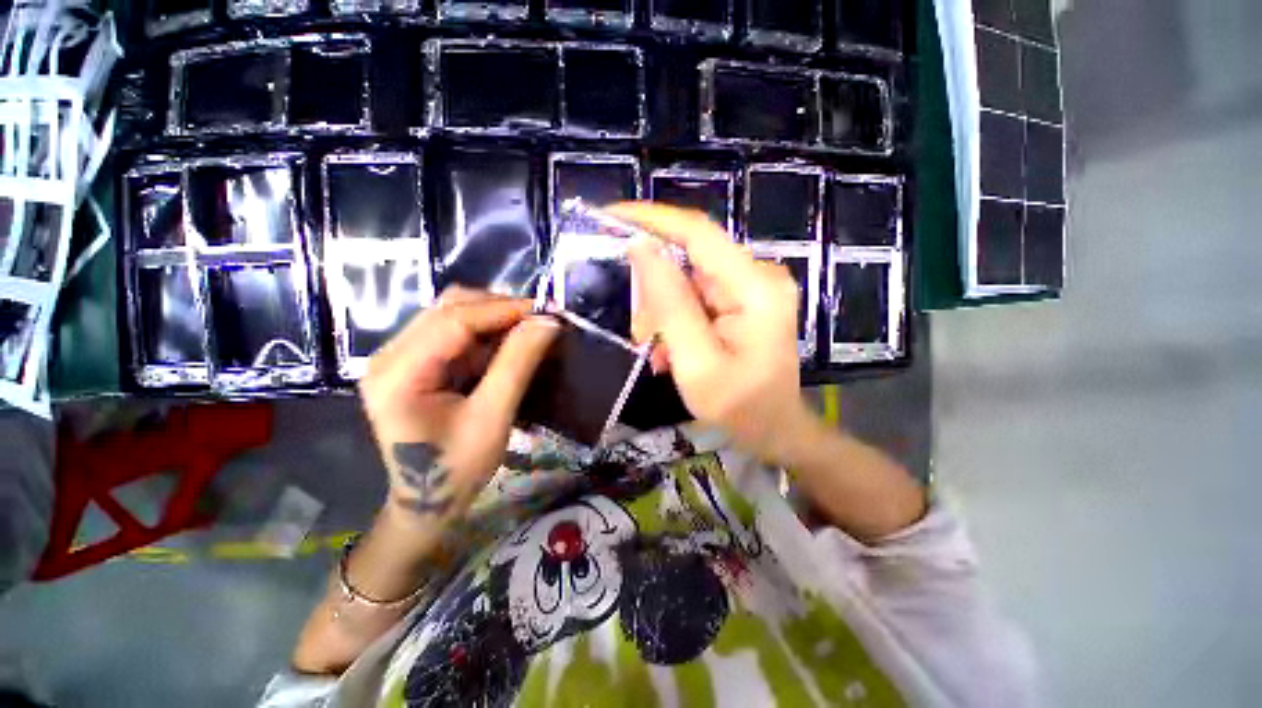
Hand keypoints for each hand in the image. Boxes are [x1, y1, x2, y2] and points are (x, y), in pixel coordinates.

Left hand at [359, 288, 558, 526]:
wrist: (429, 500)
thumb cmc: (457, 468)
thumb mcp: (493, 417)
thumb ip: (518, 365)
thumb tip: (548, 322)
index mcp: (398, 373)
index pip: (453, 321)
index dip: (503, 309)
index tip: (547, 311)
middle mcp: (391, 355)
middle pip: (449, 308)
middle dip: (500, 309)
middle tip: (540, 321)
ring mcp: (401, 357)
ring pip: (453, 314)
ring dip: (495, 318)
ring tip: (529, 331)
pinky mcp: (417, 362)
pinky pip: (456, 332)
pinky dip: (488, 332)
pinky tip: (510, 343)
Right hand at [613, 202, 813, 464]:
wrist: (774, 428)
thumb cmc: (739, 407)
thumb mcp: (696, 363)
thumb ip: (670, 305)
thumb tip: (640, 248)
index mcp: (755, 289)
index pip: (698, 232)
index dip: (652, 219)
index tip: (608, 216)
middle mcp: (758, 276)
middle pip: (688, 260)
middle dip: (654, 292)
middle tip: (640, 334)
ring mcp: (752, 286)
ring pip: (687, 279)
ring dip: (663, 311)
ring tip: (657, 349)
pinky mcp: (743, 297)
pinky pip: (696, 294)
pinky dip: (676, 317)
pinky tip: (672, 348)